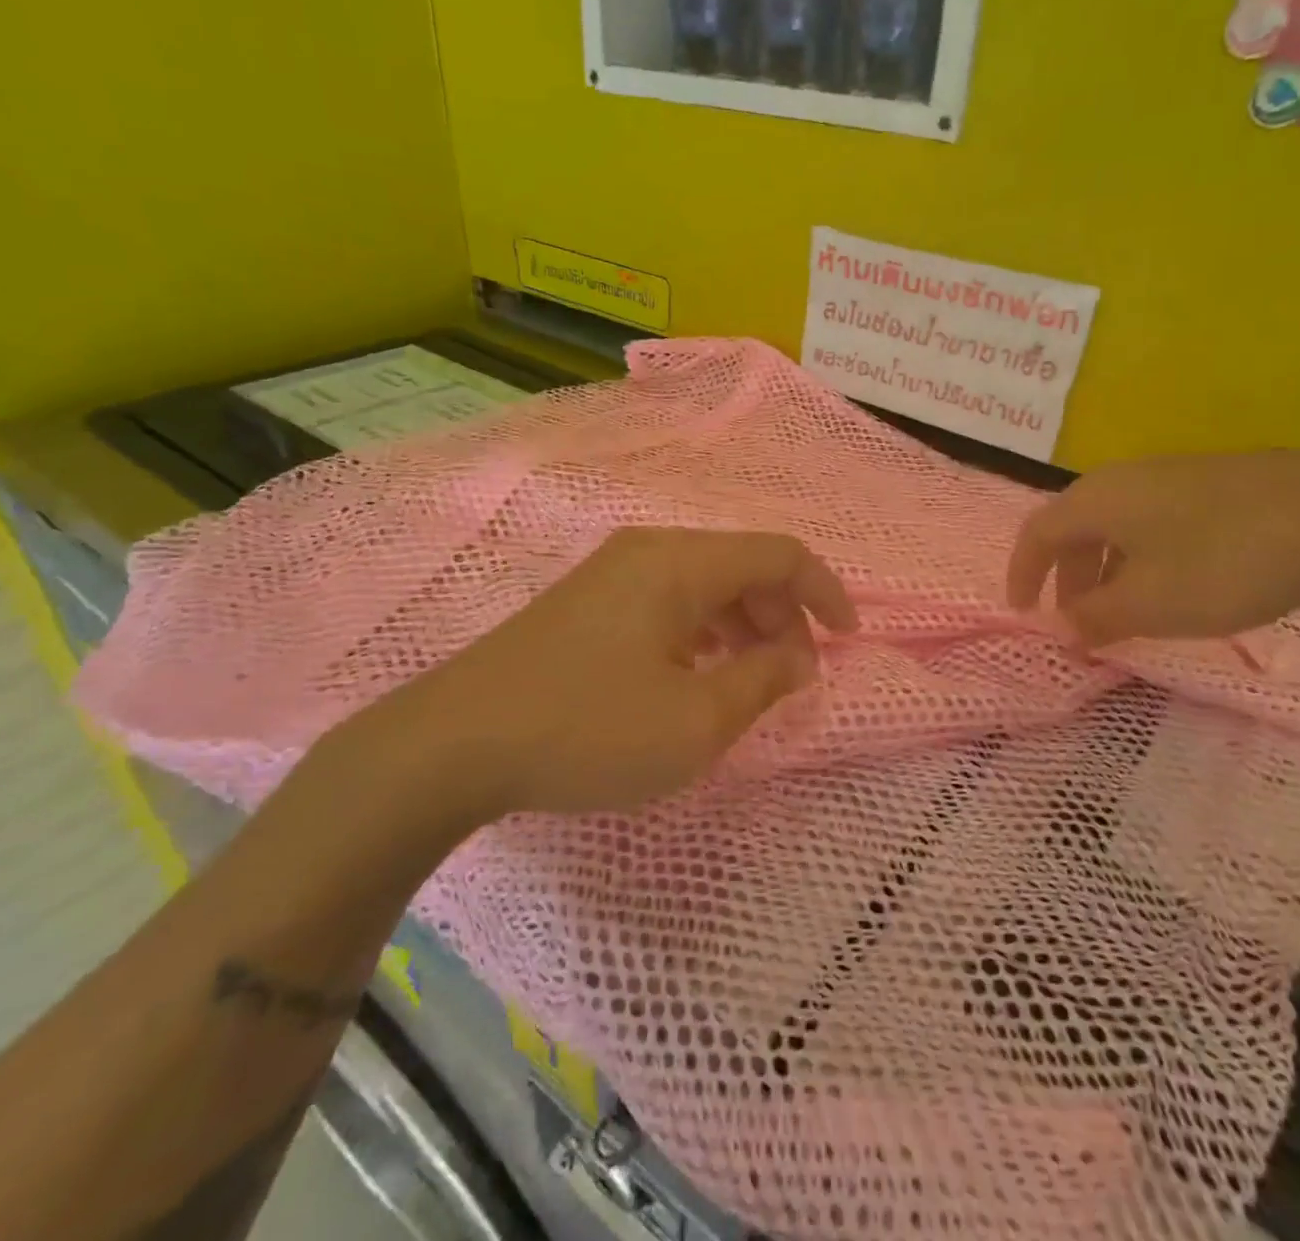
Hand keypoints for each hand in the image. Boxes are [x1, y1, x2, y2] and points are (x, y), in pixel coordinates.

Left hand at [314, 528, 857, 835]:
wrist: (450, 747)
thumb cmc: (587, 729)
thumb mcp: (695, 721)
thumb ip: (762, 682)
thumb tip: (800, 657)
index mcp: (681, 562)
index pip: (780, 555)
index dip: (825, 593)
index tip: (849, 641)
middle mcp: (649, 551)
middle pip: (742, 566)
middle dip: (783, 616)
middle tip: (792, 675)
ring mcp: (611, 574)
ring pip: (704, 585)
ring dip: (742, 627)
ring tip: (747, 682)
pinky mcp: (586, 603)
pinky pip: (668, 603)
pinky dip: (702, 634)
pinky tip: (693, 679)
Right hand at [1007, 453, 1299, 644]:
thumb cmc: (1225, 561)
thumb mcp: (1150, 603)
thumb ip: (1095, 617)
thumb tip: (1062, 626)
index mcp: (1096, 500)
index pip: (1036, 534)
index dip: (1022, 574)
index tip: (1022, 612)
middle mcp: (1123, 479)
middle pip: (1074, 528)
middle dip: (1066, 577)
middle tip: (1076, 620)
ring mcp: (1170, 476)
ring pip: (1115, 526)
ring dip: (1104, 570)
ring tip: (1124, 610)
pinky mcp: (1210, 483)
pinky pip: (1151, 522)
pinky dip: (1140, 558)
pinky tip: (1173, 584)